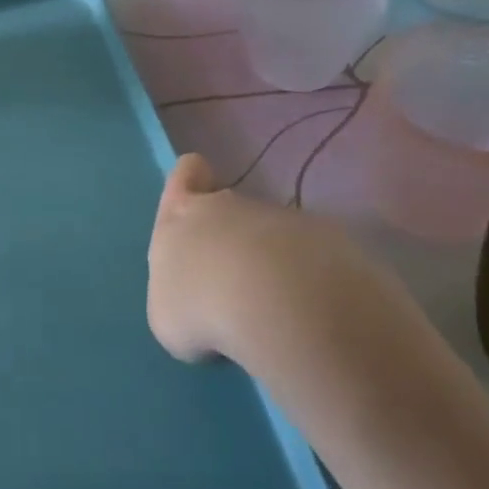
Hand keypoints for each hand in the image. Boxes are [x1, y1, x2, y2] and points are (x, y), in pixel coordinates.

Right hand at [147, 153, 404, 371]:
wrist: (275, 303)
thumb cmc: (199, 306)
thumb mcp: (166, 313)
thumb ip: (180, 294)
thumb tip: (199, 301)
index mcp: (180, 214)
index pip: (185, 174)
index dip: (190, 179)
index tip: (198, 193)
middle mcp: (225, 206)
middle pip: (226, 205)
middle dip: (229, 232)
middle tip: (229, 276)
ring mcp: (277, 218)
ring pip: (268, 232)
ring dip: (267, 259)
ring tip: (269, 305)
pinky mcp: (323, 238)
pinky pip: (307, 254)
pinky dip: (303, 277)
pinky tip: (302, 310)